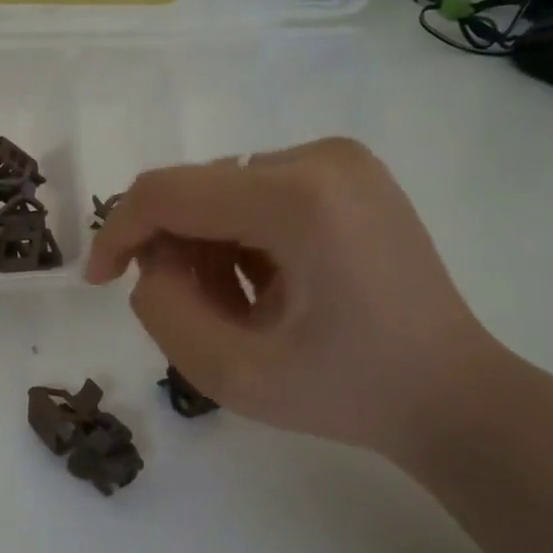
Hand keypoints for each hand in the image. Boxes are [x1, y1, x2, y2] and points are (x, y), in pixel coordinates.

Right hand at [85, 138, 509, 465]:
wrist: (451, 394)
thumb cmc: (348, 393)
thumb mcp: (232, 374)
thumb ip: (162, 311)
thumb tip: (151, 262)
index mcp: (299, 199)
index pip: (169, 192)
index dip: (119, 232)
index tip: (100, 282)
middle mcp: (321, 158)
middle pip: (198, 191)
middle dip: (176, 252)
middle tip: (198, 316)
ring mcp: (342, 162)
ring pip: (223, 193)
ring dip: (210, 250)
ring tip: (245, 309)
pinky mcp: (350, 176)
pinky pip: (258, 195)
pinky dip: (243, 240)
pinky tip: (272, 287)